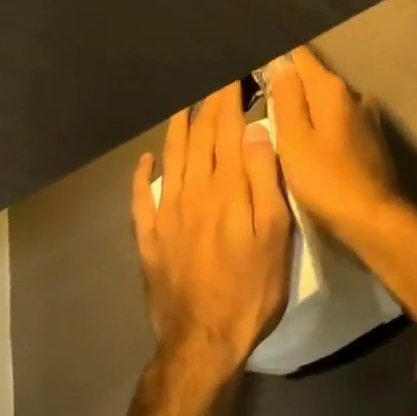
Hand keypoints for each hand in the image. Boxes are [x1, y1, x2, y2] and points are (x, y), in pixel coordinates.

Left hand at [132, 81, 291, 379]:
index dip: (231, 97)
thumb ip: (264, 177)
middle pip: (199, 136)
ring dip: (177, 127)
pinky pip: (141, 198)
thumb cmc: (251, 286)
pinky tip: (144, 161)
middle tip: (215, 80)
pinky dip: (142, 175)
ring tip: (184, 105)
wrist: (202, 342)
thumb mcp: (275, 232)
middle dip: (209, 104)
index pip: (227, 128)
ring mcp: (167, 213)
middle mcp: (193, 189)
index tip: (235, 73)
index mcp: (227, 186)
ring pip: (171, 157)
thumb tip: (254, 129)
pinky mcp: (150, 238)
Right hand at [265, 47, 401, 243]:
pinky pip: (340, 121)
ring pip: (328, 101)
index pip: (300, 56)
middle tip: (264, 104)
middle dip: (291, 85)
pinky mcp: (371, 139)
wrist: (374, 220)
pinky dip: (324, 125)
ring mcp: (366, 116)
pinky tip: (314, 144)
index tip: (257, 73)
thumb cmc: (326, 180)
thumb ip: (286, 97)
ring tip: (285, 127)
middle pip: (314, 78)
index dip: (277, 60)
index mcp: (331, 89)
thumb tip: (280, 60)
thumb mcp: (294, 140)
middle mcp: (353, 94)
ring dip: (309, 108)